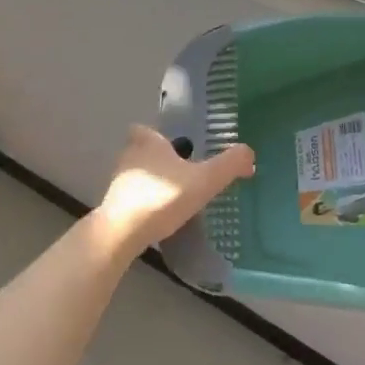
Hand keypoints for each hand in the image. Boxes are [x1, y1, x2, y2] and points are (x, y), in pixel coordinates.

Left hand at [94, 125, 255, 256]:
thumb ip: (229, 165)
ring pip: (138, 176)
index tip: (174, 147)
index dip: (157, 136)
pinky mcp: (114, 208)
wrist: (121, 234)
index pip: (146, 130)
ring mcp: (118, 184)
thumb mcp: (205, 180)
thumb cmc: (162, 198)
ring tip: (176, 197)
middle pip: (142, 152)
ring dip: (153, 183)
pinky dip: (146, 204)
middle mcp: (129, 158)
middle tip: (182, 173)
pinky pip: (133, 199)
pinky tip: (163, 217)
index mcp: (148, 143)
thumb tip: (249, 153)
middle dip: (159, 160)